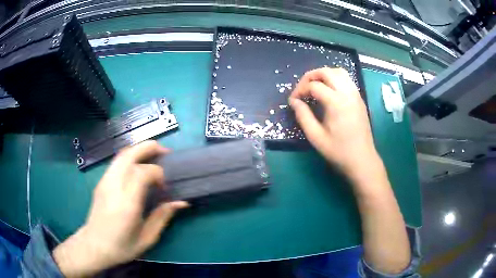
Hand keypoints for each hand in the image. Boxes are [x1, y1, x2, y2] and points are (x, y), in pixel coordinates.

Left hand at [53, 141, 187, 276]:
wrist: (94, 245)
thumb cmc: (122, 246)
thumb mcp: (147, 238)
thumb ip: (162, 217)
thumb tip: (181, 202)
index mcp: (126, 204)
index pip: (142, 173)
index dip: (158, 172)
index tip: (165, 185)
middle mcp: (113, 187)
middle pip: (129, 154)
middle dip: (149, 147)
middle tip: (165, 152)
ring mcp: (105, 182)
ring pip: (122, 154)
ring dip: (139, 149)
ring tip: (153, 155)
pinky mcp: (101, 181)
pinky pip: (117, 161)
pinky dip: (131, 157)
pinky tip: (138, 166)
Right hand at [289, 67, 382, 183]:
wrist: (362, 160)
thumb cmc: (338, 151)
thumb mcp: (316, 137)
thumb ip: (303, 116)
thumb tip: (294, 101)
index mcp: (336, 102)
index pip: (314, 86)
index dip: (300, 90)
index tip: (293, 101)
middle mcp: (347, 93)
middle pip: (326, 72)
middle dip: (310, 76)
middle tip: (302, 89)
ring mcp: (355, 94)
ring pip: (339, 72)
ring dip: (324, 74)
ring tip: (315, 86)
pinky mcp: (359, 99)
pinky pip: (347, 79)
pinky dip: (335, 79)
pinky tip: (329, 91)